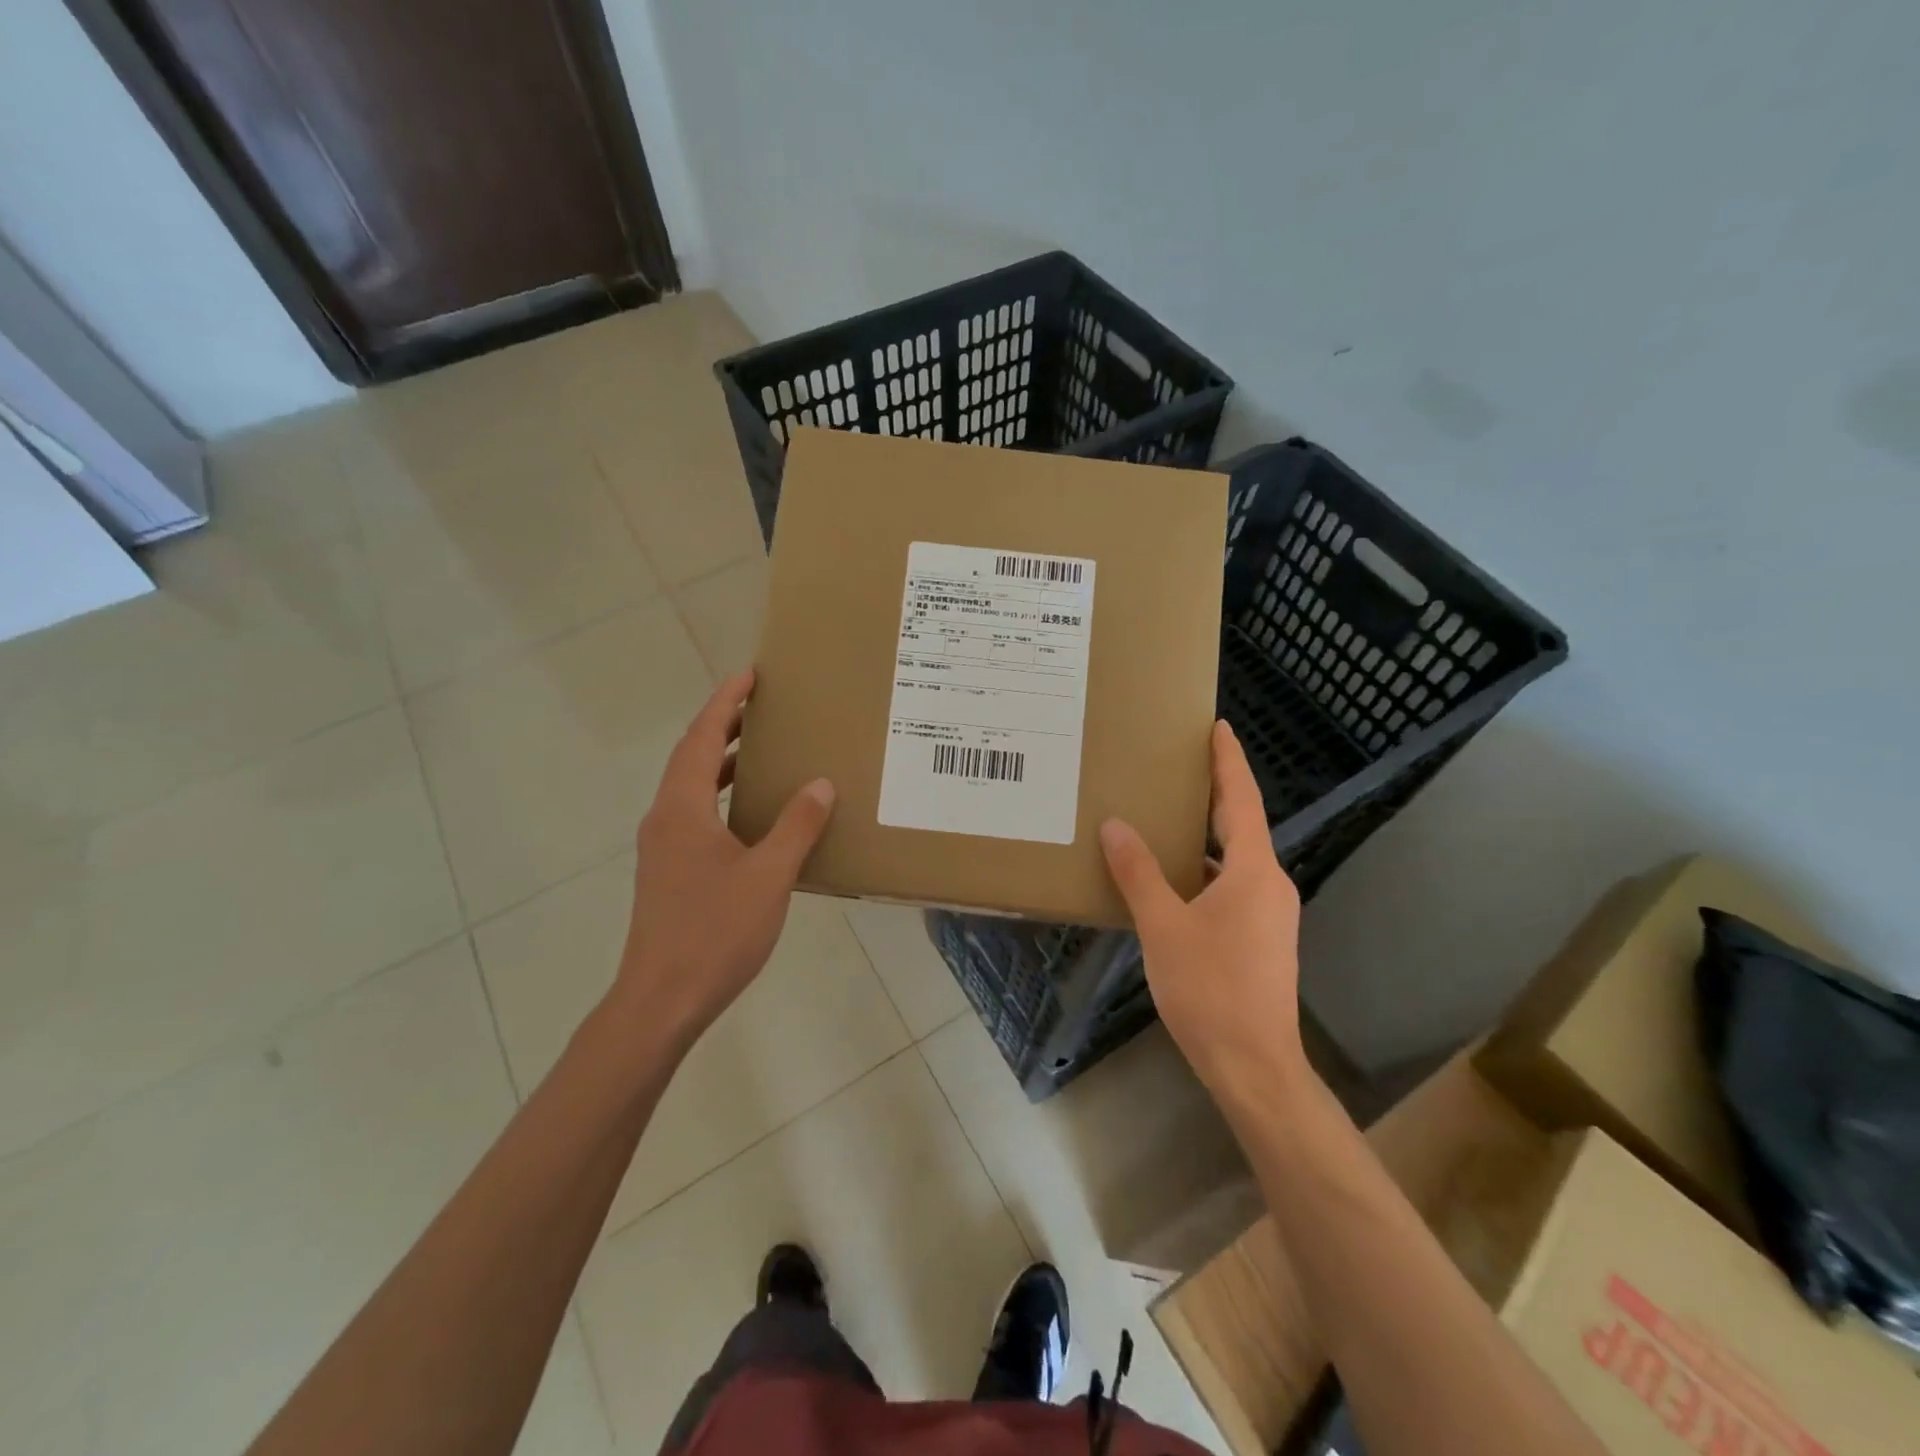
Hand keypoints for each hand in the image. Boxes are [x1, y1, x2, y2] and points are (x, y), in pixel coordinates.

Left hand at [610, 669, 835, 1054]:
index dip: (724, 703)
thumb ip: (796, 826)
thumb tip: (819, 782)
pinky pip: (695, 815)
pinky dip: (721, 797)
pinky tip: (753, 815)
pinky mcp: (669, 872)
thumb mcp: (768, 876)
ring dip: (721, 762)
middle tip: (761, 706)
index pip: (700, 738)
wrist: (661, 1001)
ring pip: (691, 788)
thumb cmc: (714, 932)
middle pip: (691, 757)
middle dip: (723, 726)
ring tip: (760, 750)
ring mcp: (663, 848)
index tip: (749, 675)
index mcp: (682, 809)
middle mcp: (665, 819)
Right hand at [1098, 720, 1306, 1100]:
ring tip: (1165, 817)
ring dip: (1204, 837)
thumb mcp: (1164, 927)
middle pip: (1240, 826)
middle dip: (1214, 793)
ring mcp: (1269, 914)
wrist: (1254, 1066)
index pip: (1241, 800)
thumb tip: (1116, 826)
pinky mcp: (1262, 939)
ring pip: (1234, 860)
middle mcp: (1269, 885)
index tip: (1218, 727)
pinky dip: (1203, 872)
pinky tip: (1170, 880)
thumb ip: (1139, 873)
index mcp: (1253, 871)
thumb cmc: (1210, 989)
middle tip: (1180, 764)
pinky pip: (1231, 887)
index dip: (1229, 762)